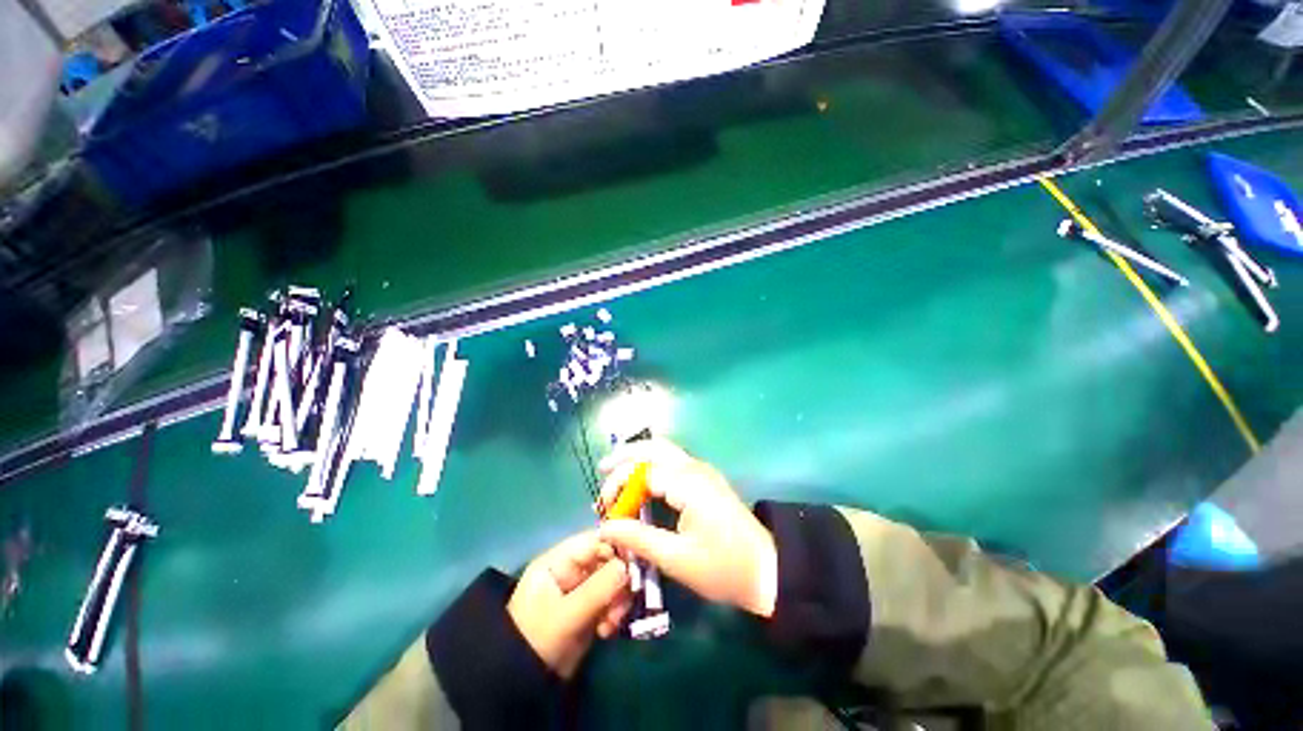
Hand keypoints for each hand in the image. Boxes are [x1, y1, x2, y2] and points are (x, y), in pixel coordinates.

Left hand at [506, 531, 631, 678]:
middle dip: (618, 580)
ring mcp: (581, 588)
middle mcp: (571, 569)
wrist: (523, 684)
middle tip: (622, 603)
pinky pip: (610, 600)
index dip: (615, 547)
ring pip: (612, 581)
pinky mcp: (589, 607)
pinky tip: (608, 631)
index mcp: (558, 561)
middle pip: (606, 560)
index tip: (634, 564)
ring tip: (612, 623)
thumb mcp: (566, 615)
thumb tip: (627, 566)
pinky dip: (614, 613)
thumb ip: (597, 589)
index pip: (593, 540)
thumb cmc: (538, 641)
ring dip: (618, 600)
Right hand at [597, 439, 776, 617]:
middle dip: (625, 455)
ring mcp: (702, 471)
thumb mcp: (677, 559)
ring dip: (638, 457)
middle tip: (602, 469)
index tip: (604, 511)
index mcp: (688, 483)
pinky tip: (641, 479)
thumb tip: (605, 527)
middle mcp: (694, 468)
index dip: (619, 487)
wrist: (767, 569)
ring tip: (615, 470)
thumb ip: (639, 539)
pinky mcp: (705, 479)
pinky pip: (672, 460)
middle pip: (653, 447)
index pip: (642, 471)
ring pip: (664, 450)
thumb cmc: (723, 568)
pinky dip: (651, 464)